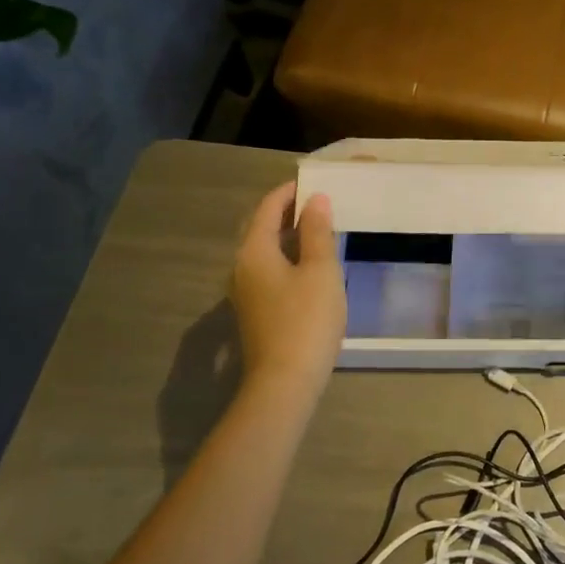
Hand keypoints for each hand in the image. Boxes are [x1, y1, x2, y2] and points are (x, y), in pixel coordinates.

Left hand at [231, 181, 346, 399]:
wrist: (285, 382)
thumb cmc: (306, 319)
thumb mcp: (320, 270)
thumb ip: (318, 232)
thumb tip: (316, 200)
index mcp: (254, 251)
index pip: (268, 207)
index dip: (290, 191)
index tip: (314, 181)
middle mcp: (242, 267)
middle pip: (263, 228)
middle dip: (290, 213)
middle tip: (322, 203)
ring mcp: (245, 291)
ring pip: (266, 251)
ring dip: (291, 237)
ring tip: (322, 230)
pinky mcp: (255, 311)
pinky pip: (270, 271)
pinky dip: (289, 258)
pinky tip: (312, 266)